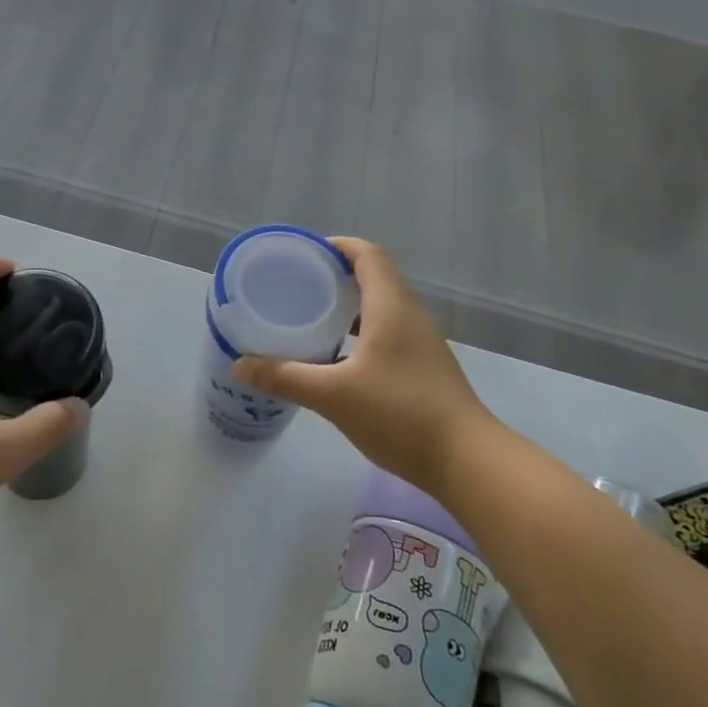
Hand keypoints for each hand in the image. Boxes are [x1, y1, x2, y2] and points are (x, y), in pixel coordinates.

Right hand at [234, 238, 496, 496]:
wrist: (467, 460)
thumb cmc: (400, 413)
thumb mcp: (333, 395)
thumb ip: (285, 376)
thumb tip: (240, 364)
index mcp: (391, 305)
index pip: (367, 254)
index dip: (338, 246)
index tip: (305, 253)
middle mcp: (410, 314)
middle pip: (375, 276)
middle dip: (337, 274)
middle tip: (299, 285)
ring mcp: (422, 341)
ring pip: (383, 306)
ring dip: (350, 304)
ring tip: (314, 316)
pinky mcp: (426, 366)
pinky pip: (390, 331)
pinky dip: (362, 330)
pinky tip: (340, 357)